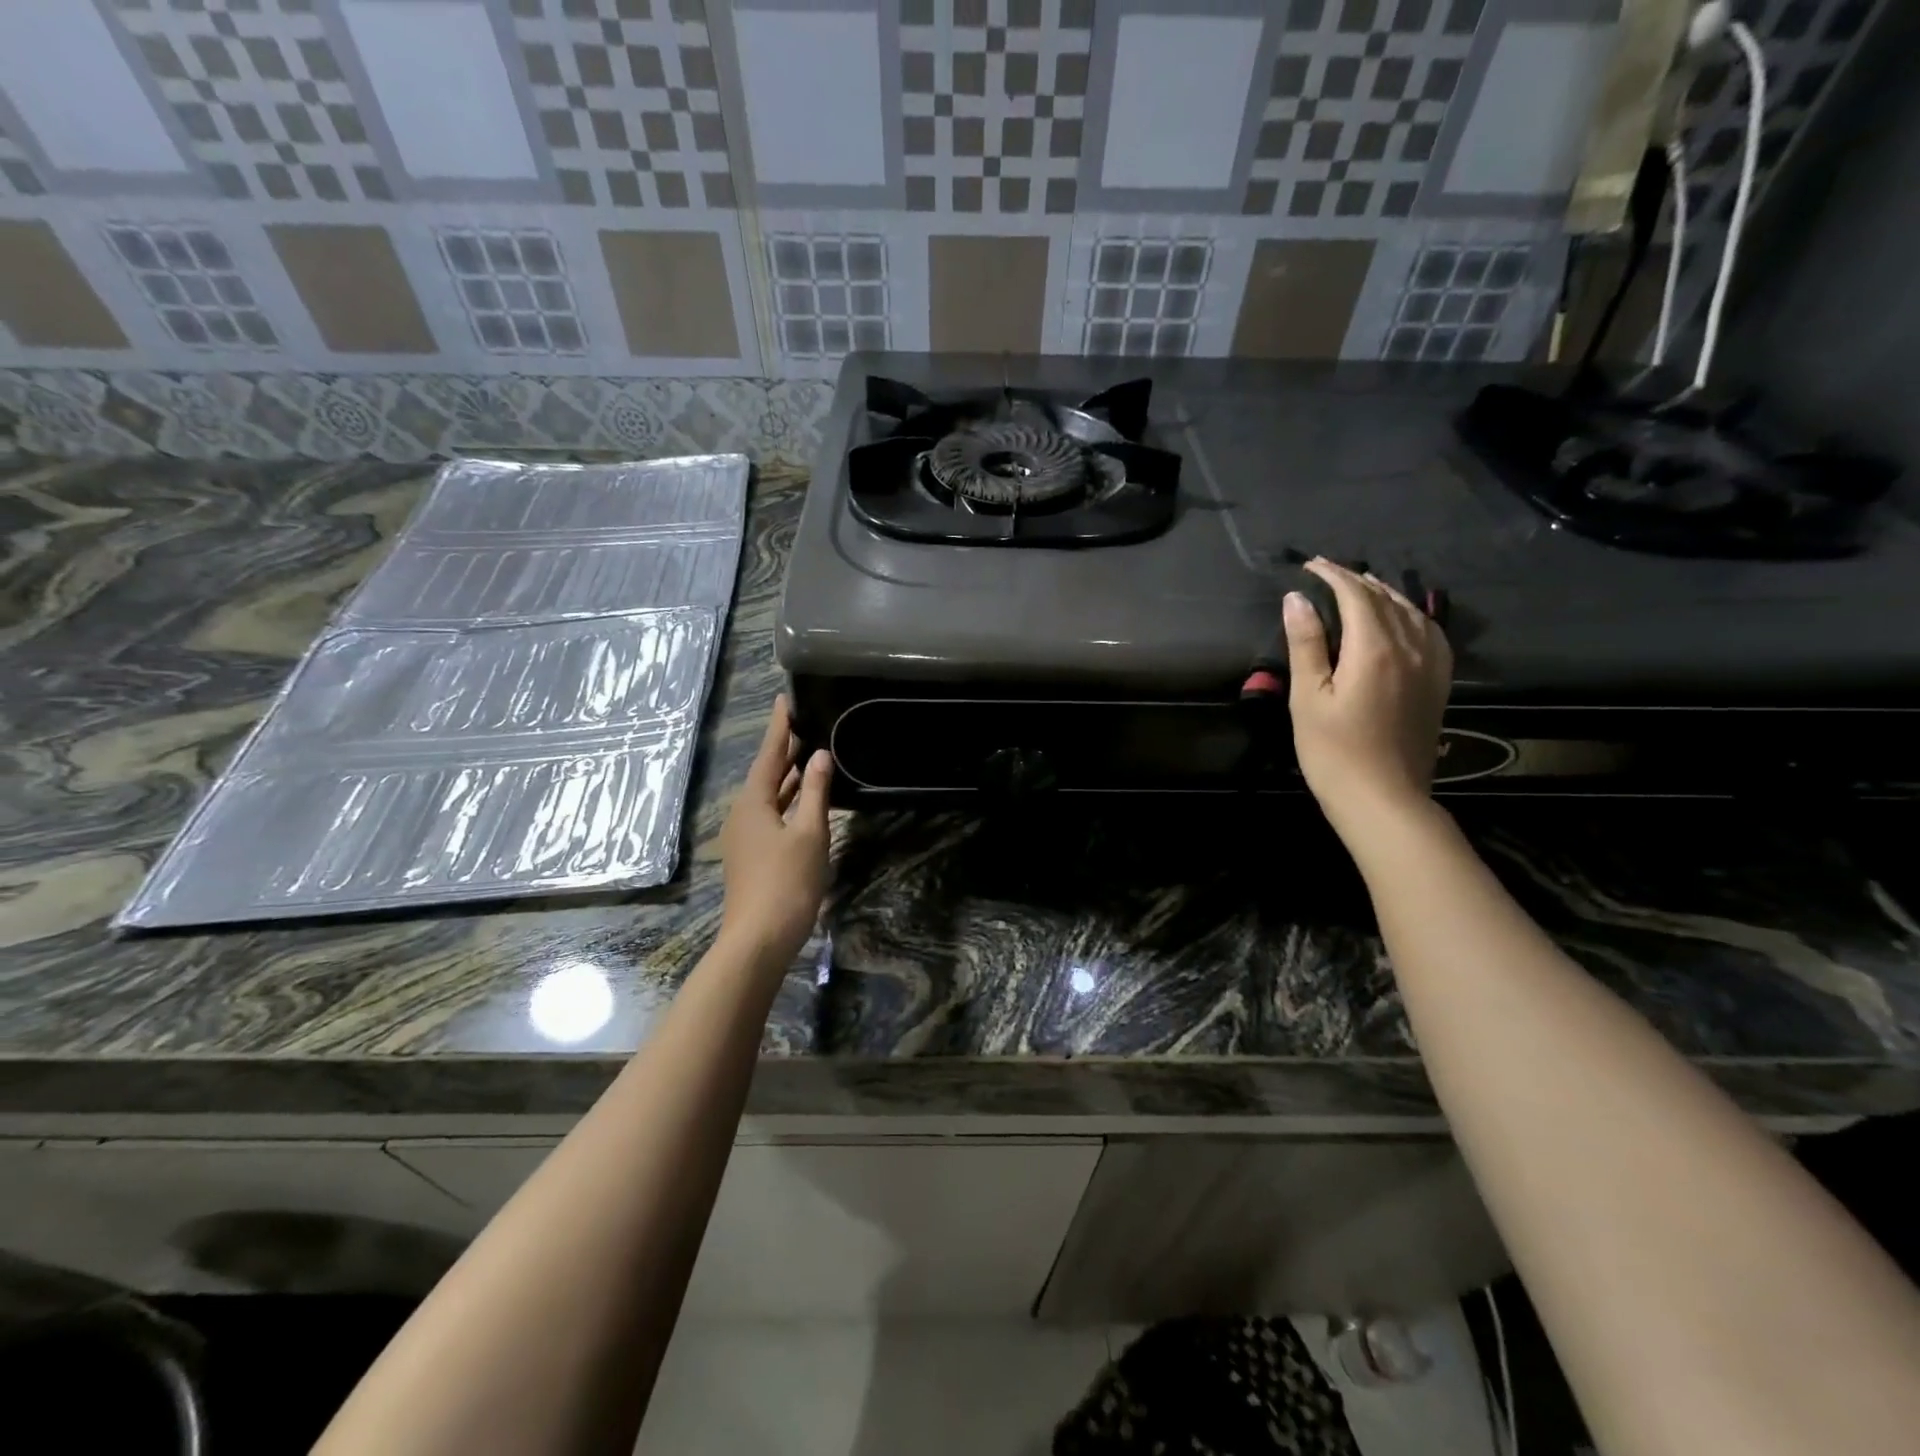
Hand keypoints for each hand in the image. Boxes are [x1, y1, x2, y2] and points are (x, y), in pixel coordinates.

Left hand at [718, 696, 832, 965]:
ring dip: (788, 776)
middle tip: (806, 722)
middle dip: (785, 749)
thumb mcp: (810, 833)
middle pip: (766, 773)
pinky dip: (788, 800)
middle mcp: (743, 813)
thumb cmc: (787, 882)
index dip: (780, 727)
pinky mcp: (752, 854)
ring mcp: (745, 836)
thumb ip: (816, 792)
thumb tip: (819, 755)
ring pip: (769, 795)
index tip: (786, 698)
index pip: (770, 754)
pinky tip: (806, 800)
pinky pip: (771, 814)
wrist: (759, 938)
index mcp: (753, 802)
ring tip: (810, 753)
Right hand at [1284, 558, 1452, 836]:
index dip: (1332, 575)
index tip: (1309, 566)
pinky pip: (1431, 633)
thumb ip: (1306, 644)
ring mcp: (1431, 666)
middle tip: (1326, 573)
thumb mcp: (1308, 698)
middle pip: (1385, 599)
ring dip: (1384, 594)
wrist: (1384, 799)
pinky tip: (1403, 619)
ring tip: (1360, 587)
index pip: (1355, 595)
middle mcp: (1410, 648)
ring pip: (1412, 612)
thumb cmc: (1334, 752)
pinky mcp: (1439, 684)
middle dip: (1355, 580)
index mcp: (1374, 649)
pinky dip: (1412, 615)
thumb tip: (1297, 599)